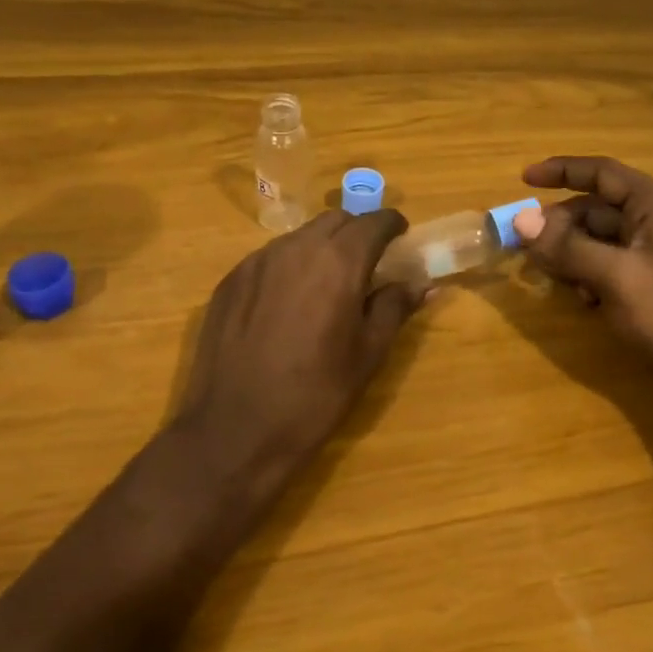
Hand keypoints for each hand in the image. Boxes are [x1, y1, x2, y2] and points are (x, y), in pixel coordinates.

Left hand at [176, 209, 423, 475]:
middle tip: (367, 264)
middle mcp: (296, 248)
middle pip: (336, 220)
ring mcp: (257, 261)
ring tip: (327, 284)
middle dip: (357, 233)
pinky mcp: (230, 280)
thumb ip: (395, 308)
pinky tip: (288, 302)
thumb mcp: (368, 355)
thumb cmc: (315, 396)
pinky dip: (289, 265)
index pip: (374, 221)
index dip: (392, 225)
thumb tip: (422, 284)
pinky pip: (269, 257)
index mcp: (339, 262)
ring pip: (300, 236)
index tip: (401, 239)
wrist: (235, 431)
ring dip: (322, 247)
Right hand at [512, 156, 652, 385]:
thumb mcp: (615, 278)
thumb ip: (567, 247)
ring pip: (597, 237)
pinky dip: (587, 273)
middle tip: (528, 247)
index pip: (602, 172)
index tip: (523, 180)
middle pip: (595, 207)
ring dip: (571, 253)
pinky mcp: (649, 278)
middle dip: (560, 225)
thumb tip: (520, 220)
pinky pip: (607, 262)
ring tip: (555, 277)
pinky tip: (584, 300)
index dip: (561, 170)